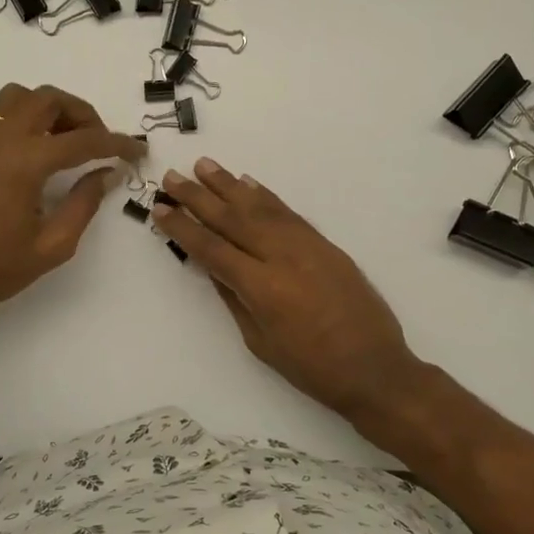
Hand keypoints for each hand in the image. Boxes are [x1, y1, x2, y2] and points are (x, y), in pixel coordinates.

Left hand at [0, 83, 144, 323]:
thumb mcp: (52, 245)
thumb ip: (83, 204)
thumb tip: (106, 174)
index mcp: (25, 162)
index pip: (83, 140)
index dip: (117, 144)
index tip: (137, 151)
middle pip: (49, 99)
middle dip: (82, 114)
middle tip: (98, 142)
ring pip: (17, 96)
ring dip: (46, 108)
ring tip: (60, 139)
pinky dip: (11, 119)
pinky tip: (19, 146)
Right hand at [152, 158, 424, 423]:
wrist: (373, 367)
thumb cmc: (311, 367)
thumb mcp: (260, 342)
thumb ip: (236, 300)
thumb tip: (215, 269)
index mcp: (261, 287)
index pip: (212, 249)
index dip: (184, 228)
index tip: (160, 209)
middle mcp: (282, 257)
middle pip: (232, 219)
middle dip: (199, 197)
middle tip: (172, 176)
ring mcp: (307, 246)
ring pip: (261, 207)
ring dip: (229, 185)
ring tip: (204, 166)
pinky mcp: (325, 244)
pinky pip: (288, 213)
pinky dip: (266, 197)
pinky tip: (249, 183)